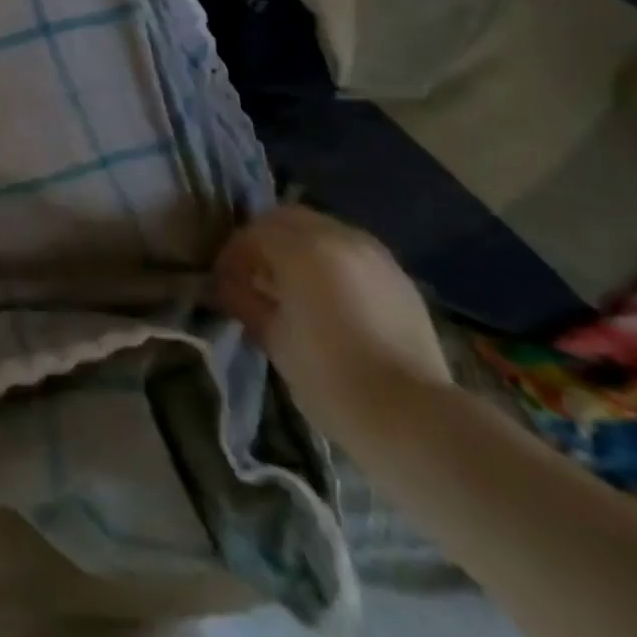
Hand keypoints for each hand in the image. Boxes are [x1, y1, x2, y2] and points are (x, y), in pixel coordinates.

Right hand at [214, 205, 450, 448]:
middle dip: (264, 241)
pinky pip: (351, 253)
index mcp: (303, 248)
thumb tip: (229, 287)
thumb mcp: (273, 338)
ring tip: (290, 288)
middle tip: (252, 276)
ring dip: (298, 249)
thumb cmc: (329, 376)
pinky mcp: (399, 277)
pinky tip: (327, 298)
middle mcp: (340, 237)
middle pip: (288, 220)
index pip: (253, 232)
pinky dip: (330, 262)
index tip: (223, 283)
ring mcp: (375, 254)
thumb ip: (245, 300)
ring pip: (322, 231)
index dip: (232, 255)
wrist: (413, 416)